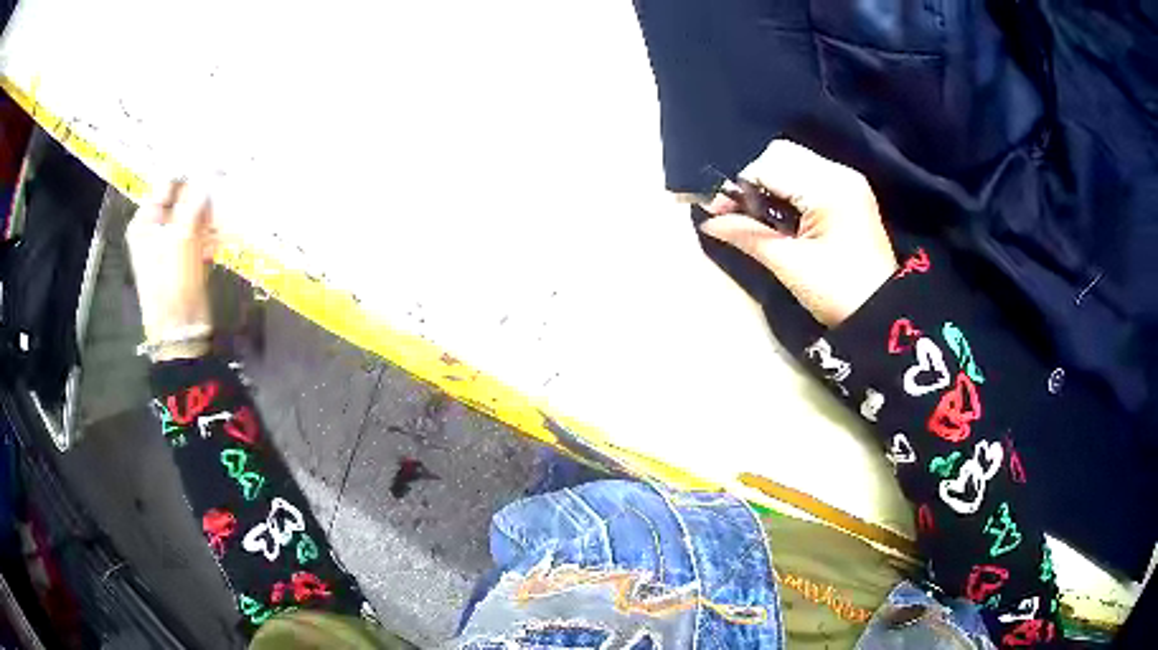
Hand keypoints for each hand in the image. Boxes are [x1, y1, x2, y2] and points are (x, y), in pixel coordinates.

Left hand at [126, 180, 216, 360]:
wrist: (181, 329)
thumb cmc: (172, 280)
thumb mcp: (182, 235)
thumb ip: (194, 200)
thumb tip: (210, 170)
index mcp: (145, 222)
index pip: (168, 185)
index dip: (190, 175)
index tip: (215, 167)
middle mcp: (155, 230)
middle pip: (182, 201)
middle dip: (203, 198)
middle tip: (224, 191)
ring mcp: (170, 245)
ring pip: (194, 218)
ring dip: (211, 218)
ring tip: (225, 219)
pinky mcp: (185, 258)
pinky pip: (200, 236)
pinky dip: (212, 235)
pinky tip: (219, 242)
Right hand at [700, 140, 897, 326]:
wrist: (883, 314)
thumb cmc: (838, 293)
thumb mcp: (790, 265)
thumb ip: (748, 235)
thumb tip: (708, 221)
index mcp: (828, 188)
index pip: (769, 165)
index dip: (738, 184)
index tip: (718, 212)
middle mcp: (839, 174)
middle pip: (782, 155)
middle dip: (753, 179)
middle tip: (738, 213)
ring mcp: (847, 182)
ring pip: (794, 162)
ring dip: (770, 183)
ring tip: (758, 216)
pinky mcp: (850, 193)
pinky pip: (809, 176)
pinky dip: (788, 189)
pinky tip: (781, 215)